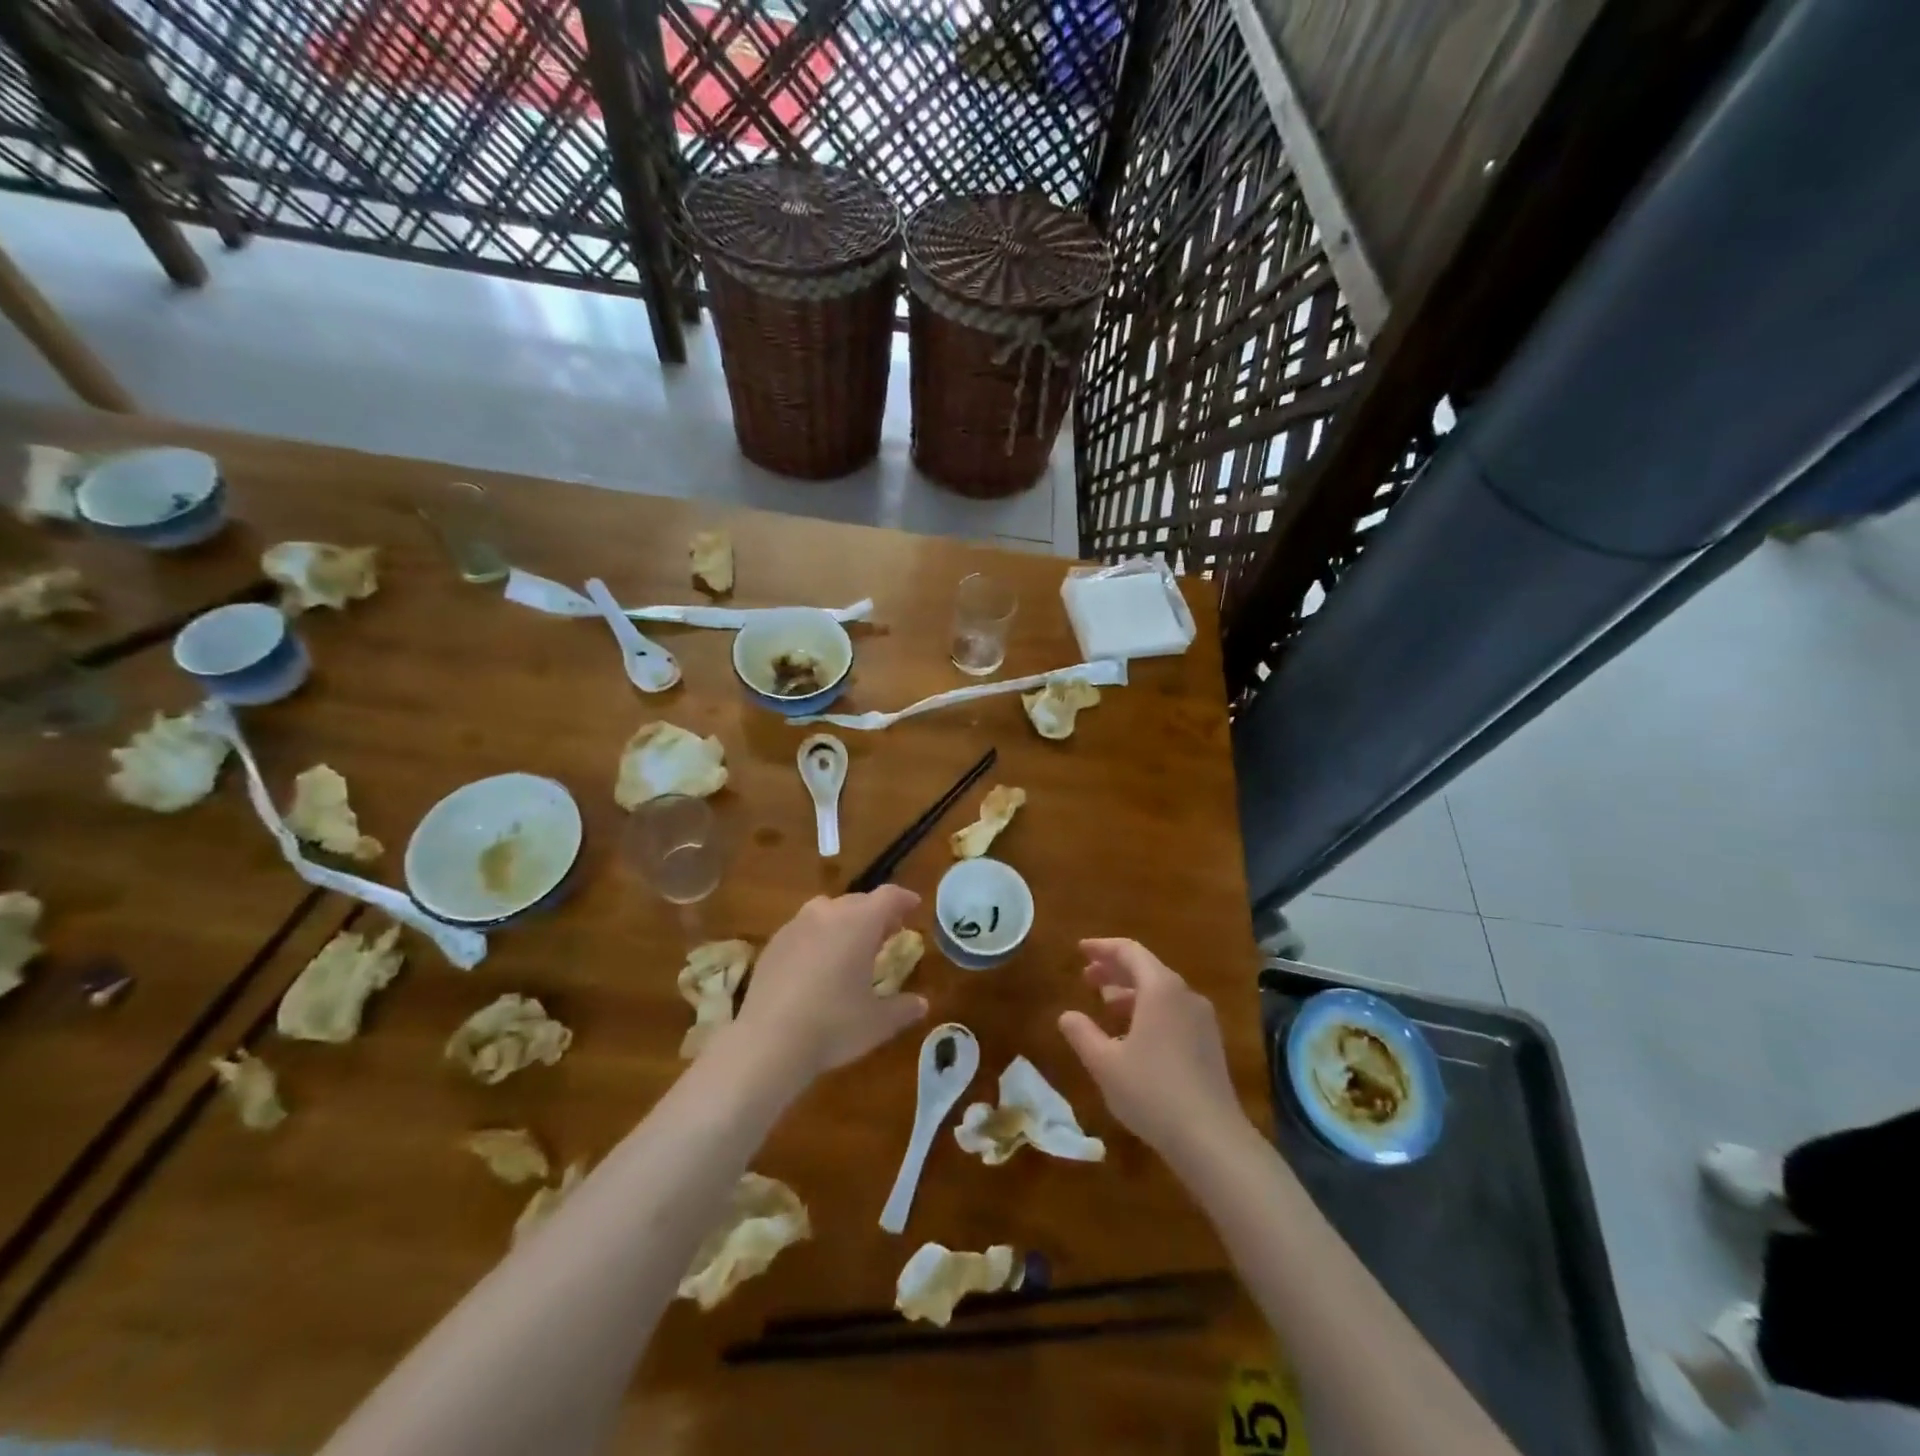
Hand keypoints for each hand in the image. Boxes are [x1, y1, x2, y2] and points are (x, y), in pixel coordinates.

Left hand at [734, 887, 928, 1080]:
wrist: (767, 1042)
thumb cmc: (833, 1026)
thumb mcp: (878, 1022)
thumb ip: (904, 1008)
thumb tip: (921, 1004)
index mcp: (860, 923)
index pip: (888, 896)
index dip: (904, 899)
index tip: (913, 906)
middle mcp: (827, 913)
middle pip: (858, 901)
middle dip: (875, 914)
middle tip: (887, 934)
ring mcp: (796, 925)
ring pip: (827, 911)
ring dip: (844, 922)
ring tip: (850, 947)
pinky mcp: (773, 943)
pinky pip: (804, 929)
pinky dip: (817, 937)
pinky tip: (817, 965)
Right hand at [1057, 938, 1244, 1155]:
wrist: (1212, 1138)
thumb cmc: (1152, 1091)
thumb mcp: (1104, 1063)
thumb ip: (1082, 1033)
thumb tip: (1067, 1015)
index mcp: (1160, 989)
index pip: (1129, 951)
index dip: (1102, 948)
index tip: (1080, 950)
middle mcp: (1185, 995)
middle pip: (1146, 969)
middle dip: (1114, 970)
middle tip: (1087, 978)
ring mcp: (1202, 1020)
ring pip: (1161, 992)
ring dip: (1131, 993)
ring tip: (1105, 1004)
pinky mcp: (1209, 1044)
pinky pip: (1173, 1012)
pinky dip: (1149, 1011)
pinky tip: (1133, 1035)